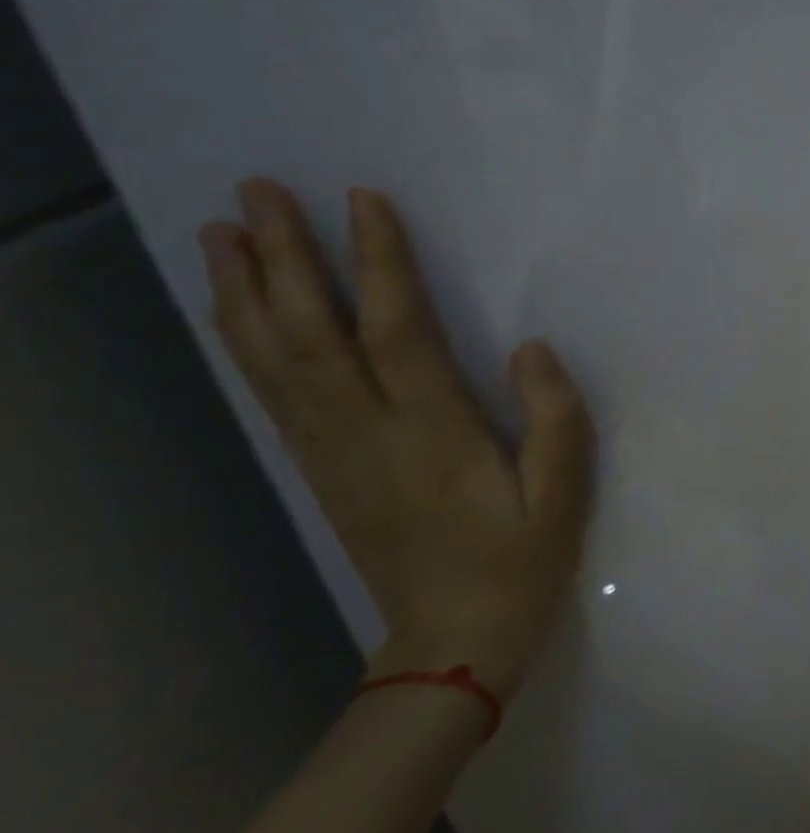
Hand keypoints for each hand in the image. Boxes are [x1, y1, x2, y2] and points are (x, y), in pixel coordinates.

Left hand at [198, 179, 593, 701]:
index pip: (396, 331)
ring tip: (222, 231)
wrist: (454, 640)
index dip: (378, 263)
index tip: (363, 200)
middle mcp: (367, 433)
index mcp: (434, 433)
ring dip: (246, 292)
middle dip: (283, 259)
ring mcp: (332, 451)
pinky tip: (238, 310)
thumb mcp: (564, 492)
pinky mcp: (320, 468)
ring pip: (274, 361)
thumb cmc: (521, 558)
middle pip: (310, 335)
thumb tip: (530, 347)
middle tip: (256, 192)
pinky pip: (272, 394)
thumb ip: (555, 416)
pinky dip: (245, 343)